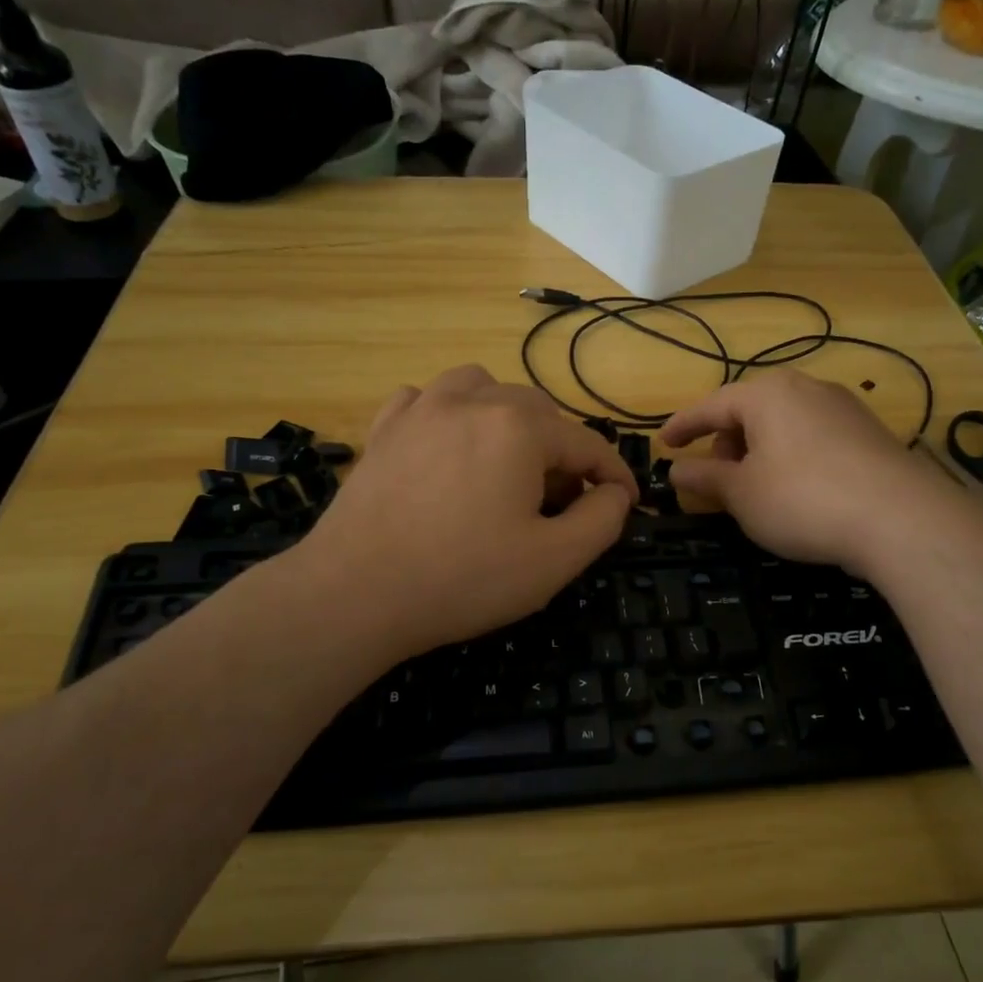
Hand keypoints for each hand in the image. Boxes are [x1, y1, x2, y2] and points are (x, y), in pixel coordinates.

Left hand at [299, 366, 636, 658]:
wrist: (354, 592)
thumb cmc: (463, 578)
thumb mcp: (554, 561)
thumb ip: (602, 519)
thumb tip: (613, 492)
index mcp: (520, 428)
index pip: (588, 444)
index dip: (615, 476)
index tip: (628, 504)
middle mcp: (473, 400)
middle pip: (539, 413)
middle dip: (561, 453)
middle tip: (561, 502)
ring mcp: (422, 408)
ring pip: (483, 389)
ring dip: (507, 420)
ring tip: (506, 463)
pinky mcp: (384, 428)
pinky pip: (428, 400)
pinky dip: (449, 416)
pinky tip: (447, 448)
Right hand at [660, 370, 950, 572]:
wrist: (901, 519)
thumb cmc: (803, 499)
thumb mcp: (741, 494)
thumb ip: (704, 477)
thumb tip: (676, 469)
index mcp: (767, 394)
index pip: (711, 405)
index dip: (683, 426)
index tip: (663, 443)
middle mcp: (806, 388)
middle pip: (750, 412)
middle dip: (726, 444)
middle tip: (718, 482)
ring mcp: (843, 408)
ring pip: (784, 425)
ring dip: (760, 453)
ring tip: (758, 491)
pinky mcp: (869, 433)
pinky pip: (813, 438)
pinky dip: (792, 458)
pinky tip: (799, 492)